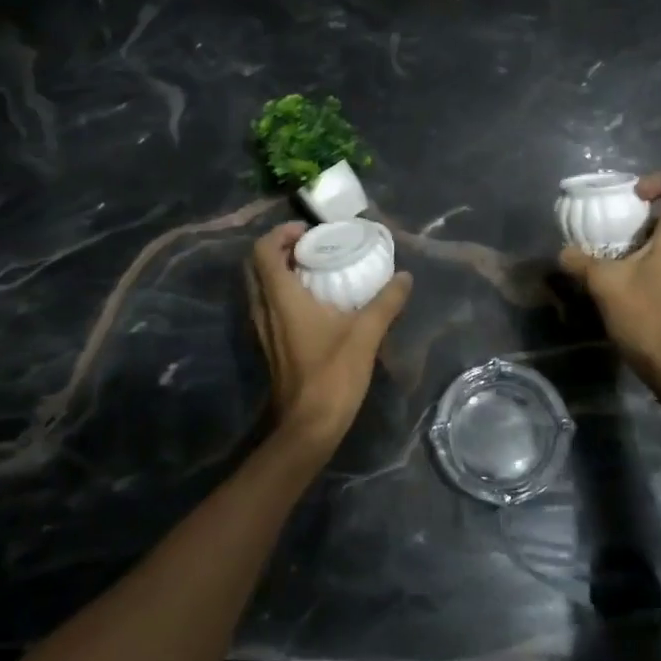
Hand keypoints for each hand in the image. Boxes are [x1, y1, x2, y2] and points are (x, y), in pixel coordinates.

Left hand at [246, 222, 413, 458]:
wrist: (308, 428)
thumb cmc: (333, 375)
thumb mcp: (366, 334)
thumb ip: (386, 302)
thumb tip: (404, 277)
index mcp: (281, 299)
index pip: (263, 251)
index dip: (280, 233)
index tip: (309, 233)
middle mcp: (264, 310)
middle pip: (256, 266)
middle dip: (280, 249)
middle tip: (311, 247)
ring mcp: (262, 330)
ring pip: (259, 287)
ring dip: (280, 271)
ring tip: (314, 270)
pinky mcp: (268, 346)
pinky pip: (267, 306)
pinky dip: (282, 293)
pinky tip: (313, 303)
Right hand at [559, 169, 660, 392]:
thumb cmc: (646, 317)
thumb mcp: (605, 285)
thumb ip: (581, 261)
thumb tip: (563, 251)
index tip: (634, 198)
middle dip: (650, 200)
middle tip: (620, 215)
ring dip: (647, 226)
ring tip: (616, 241)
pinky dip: (649, 247)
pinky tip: (623, 267)